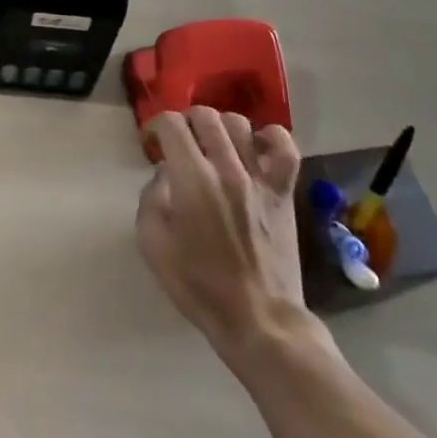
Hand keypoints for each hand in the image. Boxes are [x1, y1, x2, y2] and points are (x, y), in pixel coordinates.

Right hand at [136, 108, 306, 349]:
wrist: (258, 320)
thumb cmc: (198, 284)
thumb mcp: (152, 242)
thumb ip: (151, 196)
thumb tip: (166, 174)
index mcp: (192, 178)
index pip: (172, 124)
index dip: (156, 126)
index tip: (152, 144)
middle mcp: (226, 168)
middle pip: (204, 116)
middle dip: (185, 123)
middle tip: (180, 145)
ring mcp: (259, 179)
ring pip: (239, 124)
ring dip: (219, 128)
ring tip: (213, 147)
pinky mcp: (283, 193)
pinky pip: (285, 148)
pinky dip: (270, 138)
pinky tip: (256, 148)